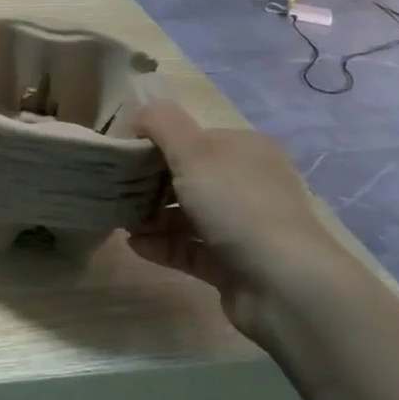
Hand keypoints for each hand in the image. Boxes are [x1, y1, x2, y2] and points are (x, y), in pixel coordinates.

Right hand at [130, 102, 360, 338]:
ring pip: (187, 214)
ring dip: (152, 216)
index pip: (195, 137)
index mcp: (245, 150)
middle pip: (189, 176)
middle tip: (114, 187)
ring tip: (120, 219)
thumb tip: (139, 114)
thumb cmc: (236, 204)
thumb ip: (162, 123)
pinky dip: (162, 244)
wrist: (283, 285)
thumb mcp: (193, 151)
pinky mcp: (233, 263)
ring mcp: (243, 226)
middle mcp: (248, 184)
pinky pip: (190, 247)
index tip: (122, 153)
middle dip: (149, 181)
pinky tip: (134, 244)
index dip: (157, 142)